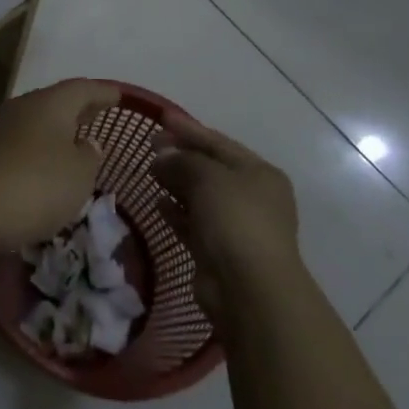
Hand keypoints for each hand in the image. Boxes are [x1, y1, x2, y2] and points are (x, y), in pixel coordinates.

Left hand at [0, 79, 114, 253]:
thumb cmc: (35, 185)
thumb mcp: (78, 175)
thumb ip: (89, 155)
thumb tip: (85, 142)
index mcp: (50, 103)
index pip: (82, 89)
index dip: (103, 92)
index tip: (118, 95)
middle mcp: (22, 106)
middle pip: (56, 101)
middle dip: (78, 109)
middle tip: (98, 114)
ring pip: (35, 122)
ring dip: (55, 130)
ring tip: (73, 143)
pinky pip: (19, 143)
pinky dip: (37, 149)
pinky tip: (43, 166)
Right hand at [152, 117, 300, 320]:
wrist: (248, 290)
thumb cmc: (234, 219)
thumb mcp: (207, 176)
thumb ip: (182, 160)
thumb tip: (162, 157)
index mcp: (259, 173)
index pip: (219, 142)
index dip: (188, 129)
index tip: (160, 118)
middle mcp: (252, 197)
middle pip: (210, 168)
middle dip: (180, 156)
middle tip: (149, 146)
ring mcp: (236, 226)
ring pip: (201, 196)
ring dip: (176, 183)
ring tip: (149, 171)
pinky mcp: (219, 251)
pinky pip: (194, 222)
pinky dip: (176, 211)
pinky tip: (157, 204)